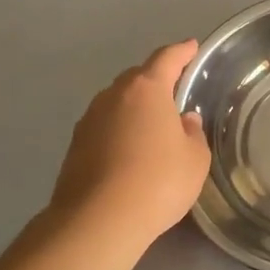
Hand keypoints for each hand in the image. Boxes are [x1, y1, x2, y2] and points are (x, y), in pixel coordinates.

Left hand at [48, 40, 210, 244]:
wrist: (97, 221)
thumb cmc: (158, 182)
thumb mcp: (195, 159)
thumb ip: (193, 134)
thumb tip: (184, 120)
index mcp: (146, 89)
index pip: (167, 58)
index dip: (182, 52)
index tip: (192, 47)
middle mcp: (113, 96)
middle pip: (138, 78)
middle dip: (156, 81)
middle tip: (175, 94)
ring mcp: (89, 120)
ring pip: (117, 103)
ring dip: (135, 108)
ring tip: (153, 127)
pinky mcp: (74, 146)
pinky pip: (104, 127)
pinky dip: (119, 130)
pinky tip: (130, 152)